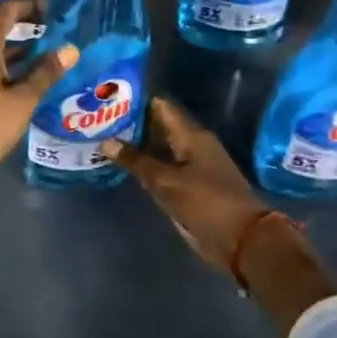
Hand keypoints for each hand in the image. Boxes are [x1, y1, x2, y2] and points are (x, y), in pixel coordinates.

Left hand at [0, 0, 77, 198]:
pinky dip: (6, 57)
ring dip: (11, 37)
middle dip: (14, 14)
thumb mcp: (24, 98)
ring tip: (44, 39)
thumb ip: (46, 71)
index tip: (51, 2)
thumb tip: (70, 49)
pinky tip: (30, 68)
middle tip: (44, 16)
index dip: (27, 4)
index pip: (3, 10)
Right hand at [101, 96, 268, 271]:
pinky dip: (142, 164)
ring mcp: (190, 166)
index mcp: (191, 135)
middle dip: (129, 122)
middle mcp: (191, 144)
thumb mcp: (166, 181)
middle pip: (157, 125)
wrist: (240, 240)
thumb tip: (105, 142)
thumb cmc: (206, 203)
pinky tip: (120, 165)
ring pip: (157, 147)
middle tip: (96, 118)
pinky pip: (160, 167)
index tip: (107, 97)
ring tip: (101, 137)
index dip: (134, 100)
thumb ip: (136, 161)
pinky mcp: (188, 185)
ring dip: (134, 144)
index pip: (159, 106)